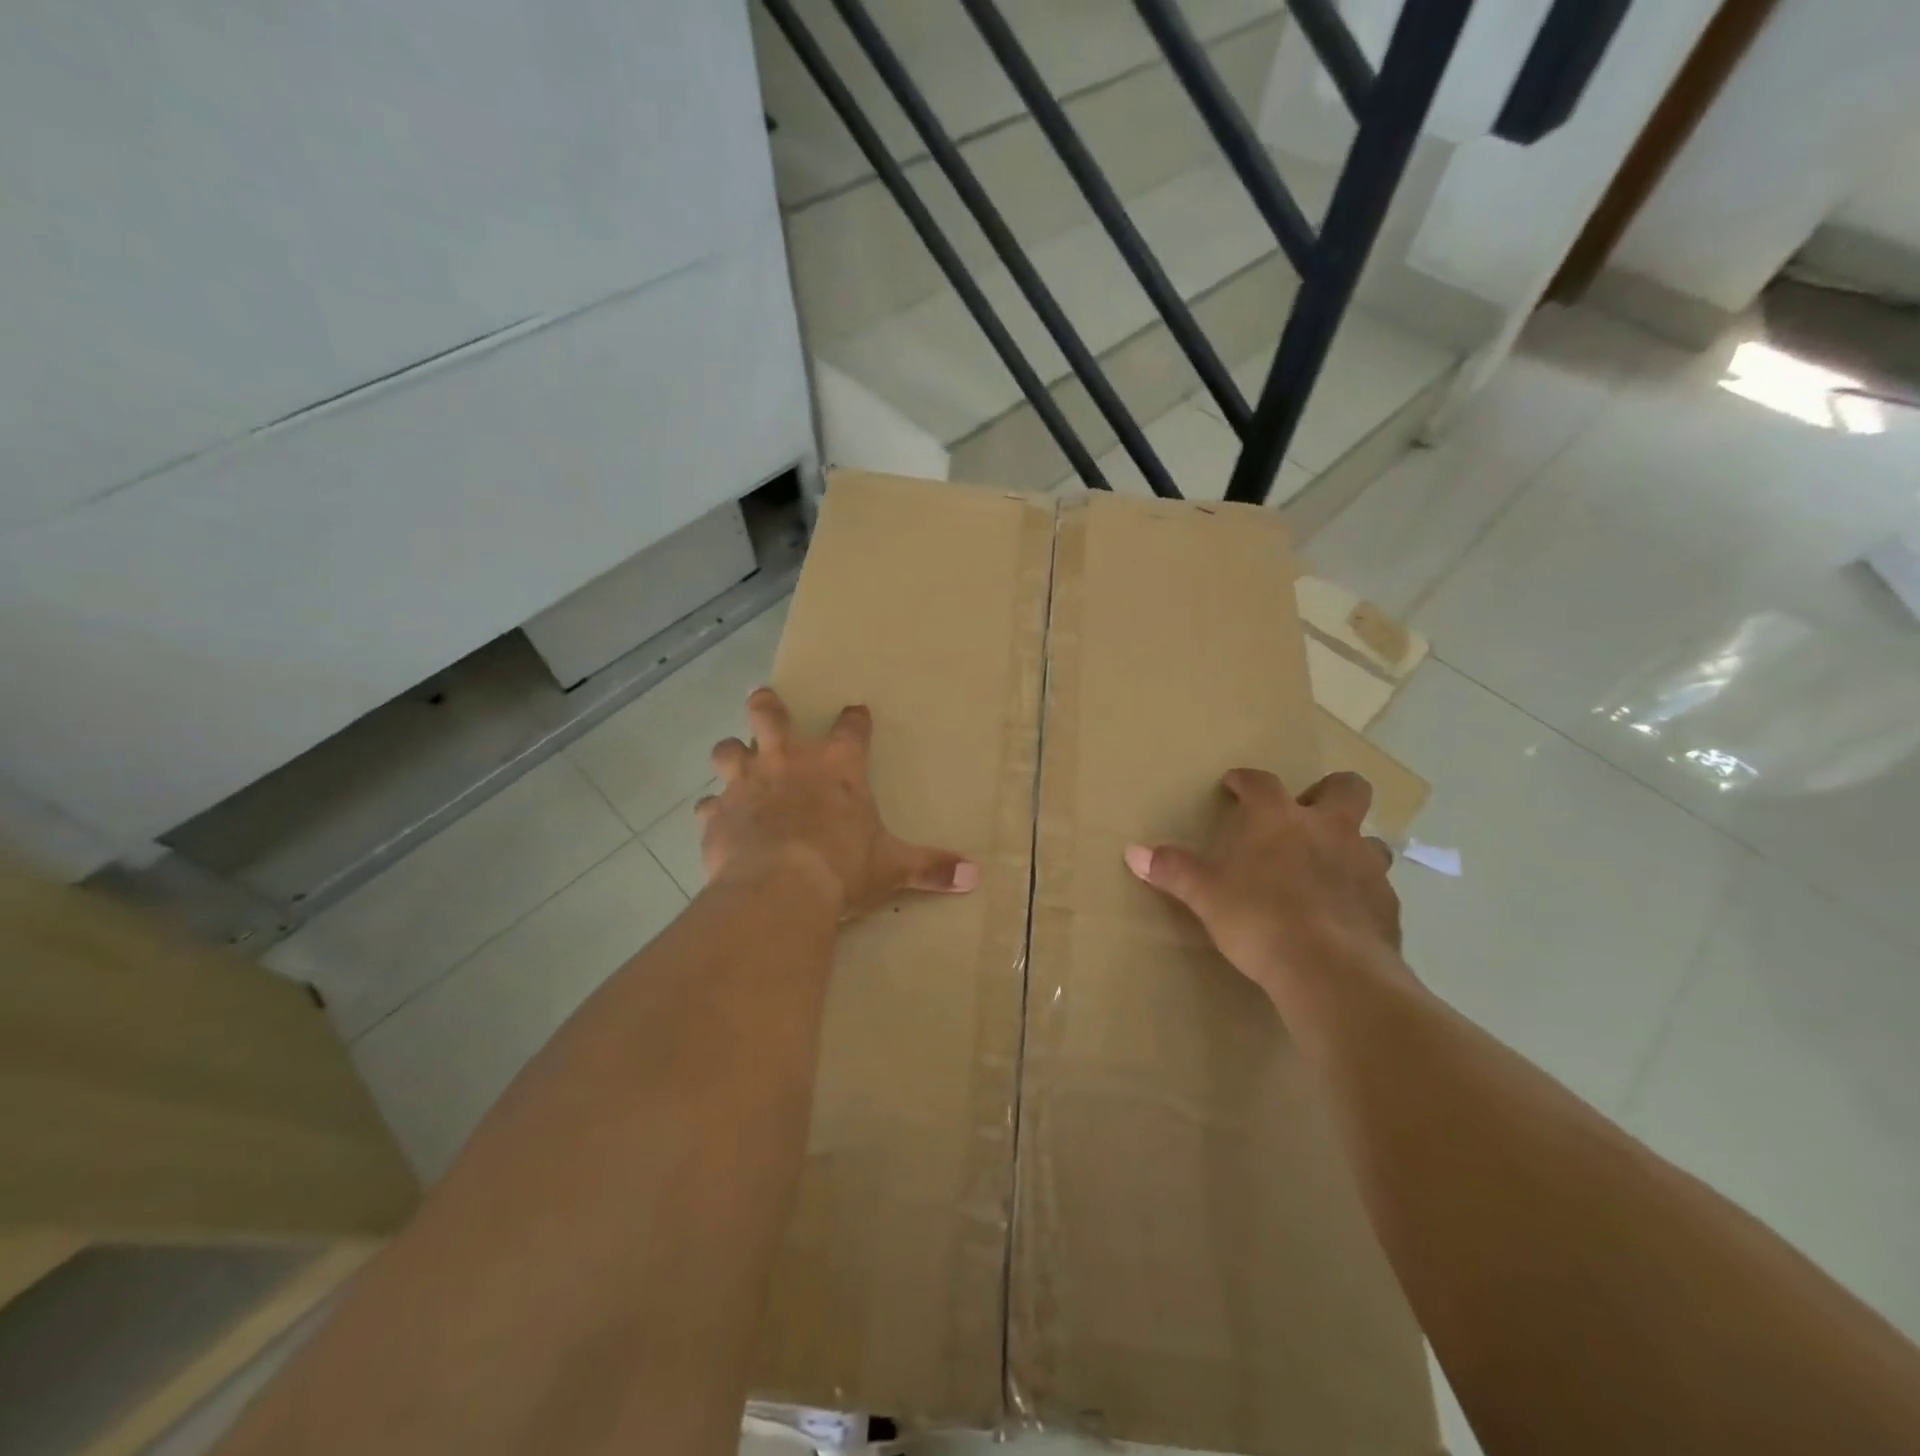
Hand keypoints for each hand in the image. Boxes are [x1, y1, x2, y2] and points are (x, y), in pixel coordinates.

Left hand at [700, 688, 978, 919]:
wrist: (780, 889)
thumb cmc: (843, 868)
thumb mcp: (893, 867)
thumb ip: (931, 867)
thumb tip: (976, 875)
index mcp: (837, 766)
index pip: (851, 728)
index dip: (855, 718)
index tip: (856, 712)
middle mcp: (788, 762)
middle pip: (769, 714)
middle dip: (767, 705)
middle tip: (765, 701)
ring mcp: (746, 784)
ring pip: (728, 749)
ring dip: (732, 752)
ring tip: (735, 757)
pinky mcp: (717, 814)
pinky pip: (708, 804)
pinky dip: (714, 809)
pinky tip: (716, 818)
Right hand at [1124, 769, 1407, 1012]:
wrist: (1330, 971)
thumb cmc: (1259, 919)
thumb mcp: (1206, 895)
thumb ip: (1173, 870)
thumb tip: (1132, 851)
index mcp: (1280, 818)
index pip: (1262, 782)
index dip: (1245, 780)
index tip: (1233, 785)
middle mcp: (1328, 829)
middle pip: (1346, 788)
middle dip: (1329, 791)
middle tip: (1306, 813)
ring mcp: (1365, 865)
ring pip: (1370, 839)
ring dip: (1351, 845)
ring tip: (1329, 867)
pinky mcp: (1387, 905)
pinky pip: (1377, 887)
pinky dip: (1360, 892)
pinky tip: (1342, 914)